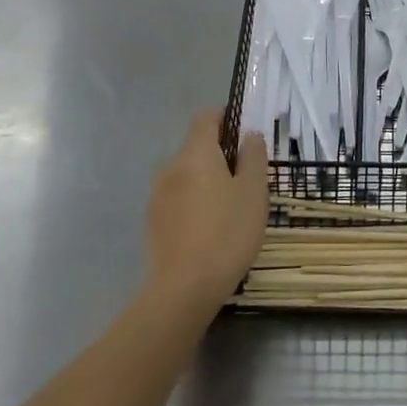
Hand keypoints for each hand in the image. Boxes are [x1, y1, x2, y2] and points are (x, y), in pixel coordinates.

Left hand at [143, 112, 268, 315]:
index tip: (244, 130)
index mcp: (196, 154)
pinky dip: (193, 201)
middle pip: (195, 147)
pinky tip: (209, 226)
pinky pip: (177, 198)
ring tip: (229, 205)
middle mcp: (171, 167)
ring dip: (205, 179)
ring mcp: (157, 195)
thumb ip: (253, 157)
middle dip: (219, 153)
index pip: (205, 118)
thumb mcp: (254, 192)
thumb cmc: (228, 232)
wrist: (185, 288)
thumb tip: (249, 134)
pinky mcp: (153, 221)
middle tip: (246, 175)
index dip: (225, 117)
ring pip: (186, 175)